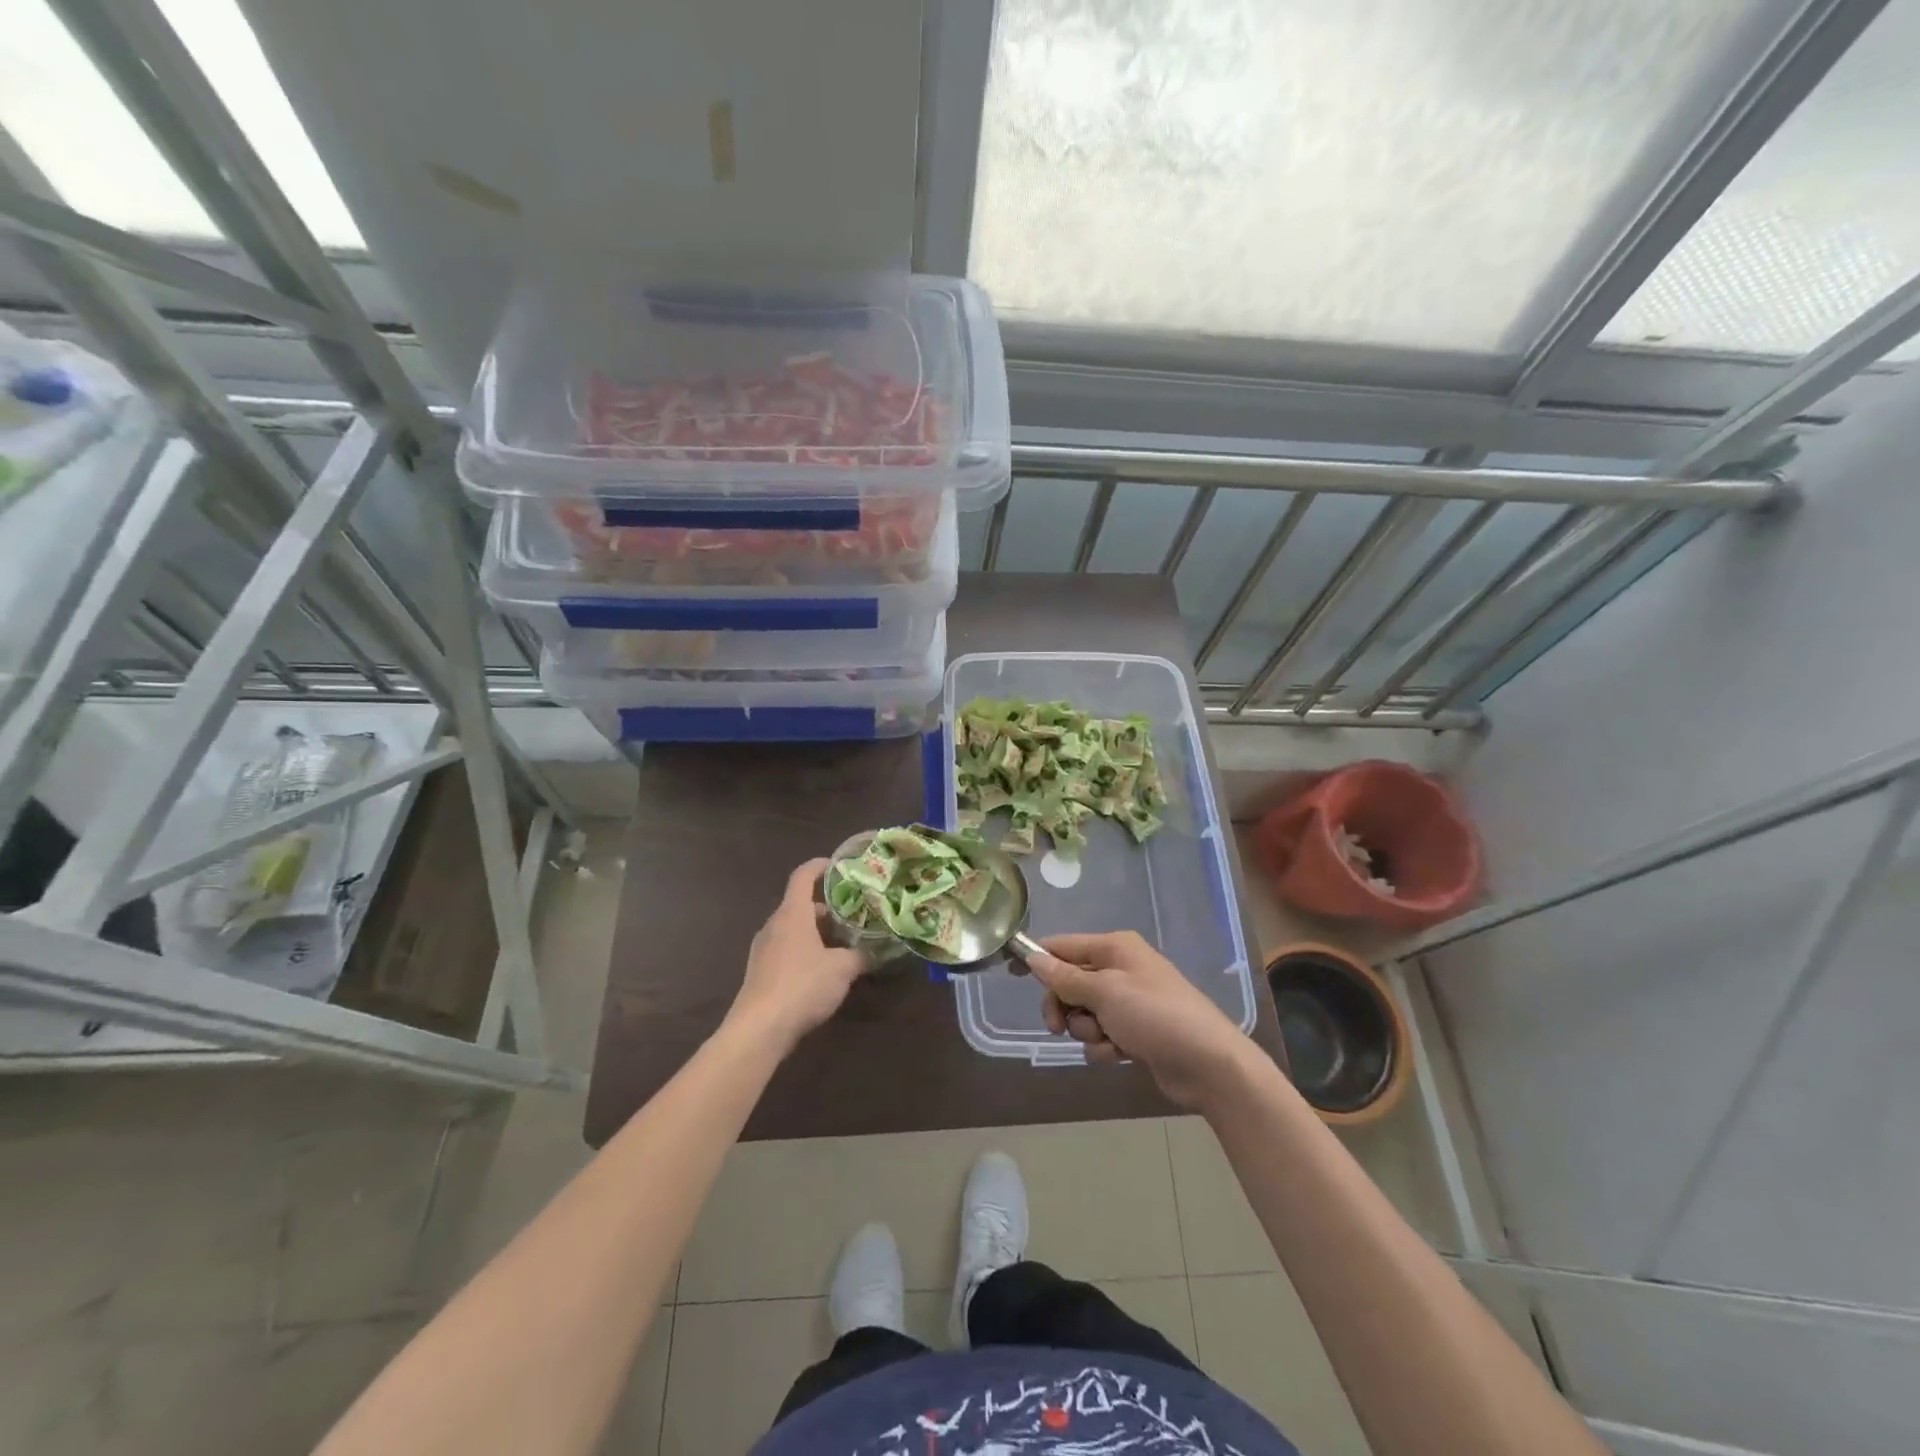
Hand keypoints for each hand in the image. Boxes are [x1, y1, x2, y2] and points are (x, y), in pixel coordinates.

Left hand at [726, 859, 867, 1051]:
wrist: (759, 1029)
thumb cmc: (802, 986)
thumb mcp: (842, 969)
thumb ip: (861, 955)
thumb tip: (877, 949)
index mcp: (792, 914)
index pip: (803, 876)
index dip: (820, 866)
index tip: (839, 865)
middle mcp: (775, 925)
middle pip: (800, 903)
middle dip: (827, 905)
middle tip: (853, 911)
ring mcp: (763, 949)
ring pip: (793, 928)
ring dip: (816, 930)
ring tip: (843, 941)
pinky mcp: (759, 972)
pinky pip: (786, 949)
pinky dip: (805, 949)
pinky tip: (822, 969)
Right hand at [1027, 931, 1260, 1109]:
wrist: (1208, 1064)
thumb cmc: (1155, 1015)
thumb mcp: (1105, 992)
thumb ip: (1065, 978)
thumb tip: (1033, 957)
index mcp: (1114, 948)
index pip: (1063, 945)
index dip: (1037, 958)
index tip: (1010, 973)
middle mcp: (1120, 968)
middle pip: (1069, 982)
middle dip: (1063, 1006)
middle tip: (1058, 1026)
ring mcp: (1128, 1001)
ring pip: (1083, 1012)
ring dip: (1086, 1030)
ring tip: (1106, 1040)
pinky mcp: (1135, 1030)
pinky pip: (1101, 1033)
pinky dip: (1104, 1045)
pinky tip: (1119, 1055)